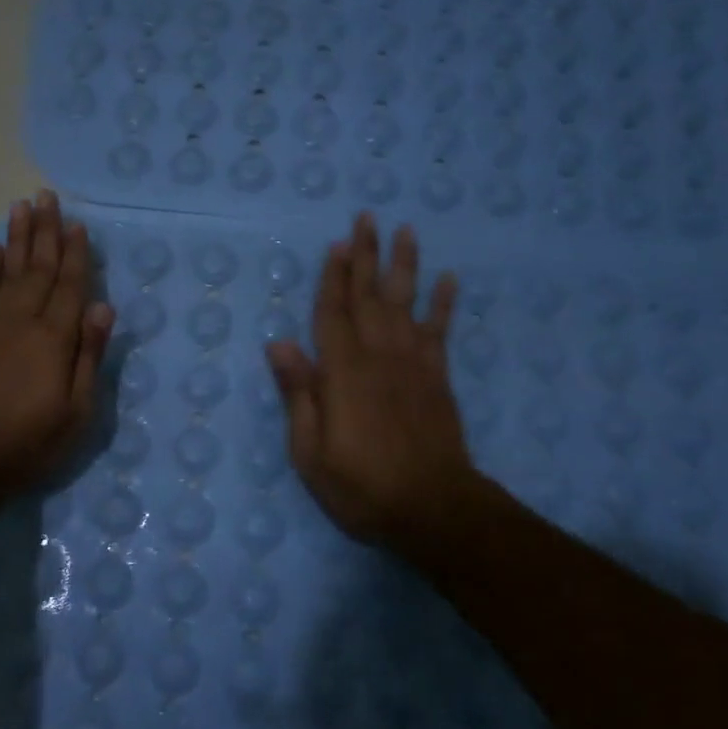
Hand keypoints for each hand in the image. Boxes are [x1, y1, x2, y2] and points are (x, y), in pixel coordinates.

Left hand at [0, 190, 113, 493]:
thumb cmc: (30, 440)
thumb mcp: (77, 410)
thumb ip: (89, 355)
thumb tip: (103, 307)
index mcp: (54, 337)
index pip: (70, 285)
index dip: (76, 254)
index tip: (79, 224)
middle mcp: (22, 319)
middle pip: (38, 267)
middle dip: (46, 231)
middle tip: (48, 196)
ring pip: (9, 270)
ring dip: (17, 238)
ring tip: (21, 206)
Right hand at [266, 214, 483, 560]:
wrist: (432, 508)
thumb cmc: (361, 486)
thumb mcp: (310, 452)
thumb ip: (298, 394)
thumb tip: (279, 344)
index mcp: (342, 373)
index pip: (333, 314)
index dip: (332, 278)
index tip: (336, 244)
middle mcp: (378, 357)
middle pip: (369, 298)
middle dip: (366, 257)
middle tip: (367, 219)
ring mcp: (413, 365)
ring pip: (406, 304)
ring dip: (404, 266)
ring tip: (405, 232)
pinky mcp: (438, 379)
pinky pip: (440, 332)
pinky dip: (444, 304)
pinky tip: (448, 280)